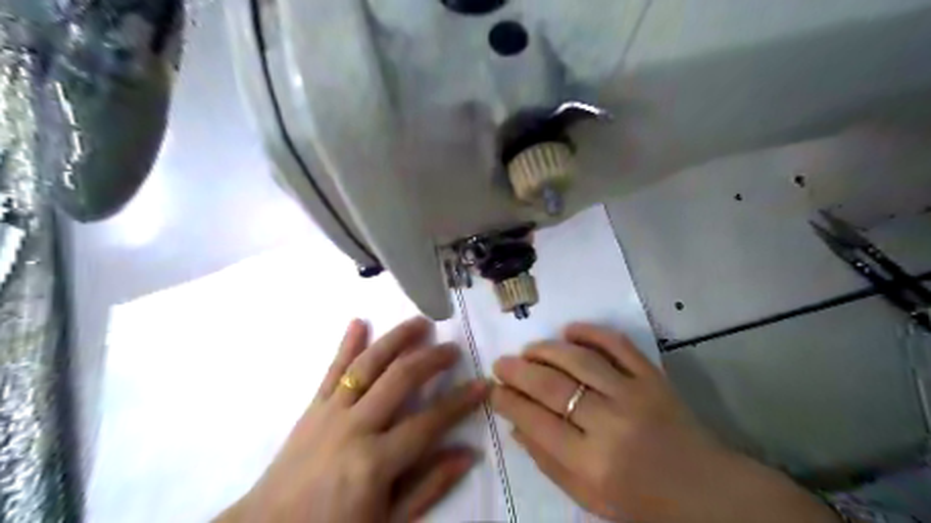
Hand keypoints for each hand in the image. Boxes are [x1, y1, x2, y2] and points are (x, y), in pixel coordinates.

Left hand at [219, 317, 490, 522]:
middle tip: (453, 347)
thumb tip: (467, 454)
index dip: (460, 402)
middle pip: (400, 380)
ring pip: (368, 365)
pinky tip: (359, 322)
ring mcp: (331, 413)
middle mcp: (355, 427)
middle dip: (431, 359)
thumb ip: (428, 487)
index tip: (482, 384)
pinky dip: (346, 345)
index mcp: (375, 461)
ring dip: (396, 339)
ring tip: (420, 323)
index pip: (429, 422)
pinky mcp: (312, 408)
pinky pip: (332, 371)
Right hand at [493, 323, 845, 522]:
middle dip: (519, 371)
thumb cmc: (644, 503)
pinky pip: (618, 345)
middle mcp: (611, 425)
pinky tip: (569, 330)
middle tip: (501, 363)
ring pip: (580, 360)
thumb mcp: (590, 498)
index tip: (493, 389)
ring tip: (528, 349)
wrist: (709, 492)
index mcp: (593, 464)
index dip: (509, 401)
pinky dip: (592, 332)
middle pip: (552, 387)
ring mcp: (635, 395)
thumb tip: (516, 425)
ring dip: (547, 349)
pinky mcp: (654, 377)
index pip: (536, 421)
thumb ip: (549, 462)